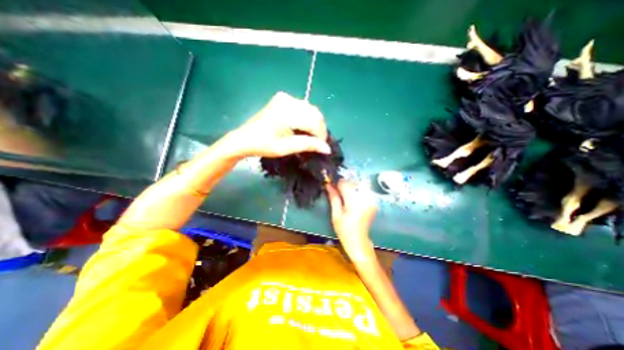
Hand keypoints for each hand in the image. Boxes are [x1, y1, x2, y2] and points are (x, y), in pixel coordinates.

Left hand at [223, 91, 330, 157]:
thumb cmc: (263, 145)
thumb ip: (308, 145)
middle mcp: (288, 100)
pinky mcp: (283, 99)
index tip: (322, 147)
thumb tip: (327, 148)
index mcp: (287, 112)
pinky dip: (307, 118)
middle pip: (314, 113)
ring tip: (311, 137)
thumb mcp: (286, 148)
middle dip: (319, 129)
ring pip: (310, 110)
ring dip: (315, 123)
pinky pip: (303, 108)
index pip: (314, 122)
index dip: (321, 135)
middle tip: (318, 143)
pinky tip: (304, 128)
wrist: (244, 139)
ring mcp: (285, 98)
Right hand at [327, 181, 374, 250]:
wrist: (359, 241)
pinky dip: (357, 191)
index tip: (332, 187)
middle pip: (352, 183)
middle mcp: (365, 199)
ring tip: (345, 196)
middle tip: (337, 192)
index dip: (337, 184)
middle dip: (344, 185)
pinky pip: (364, 190)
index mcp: (354, 202)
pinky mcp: (373, 202)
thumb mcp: (336, 214)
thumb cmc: (344, 230)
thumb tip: (328, 185)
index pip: (345, 184)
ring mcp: (371, 200)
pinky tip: (352, 199)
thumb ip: (334, 198)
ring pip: (359, 185)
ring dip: (350, 187)